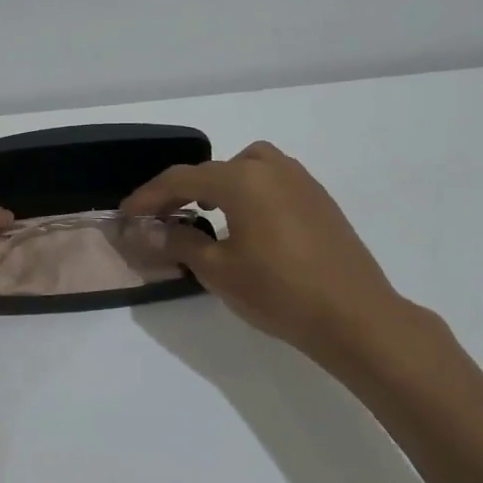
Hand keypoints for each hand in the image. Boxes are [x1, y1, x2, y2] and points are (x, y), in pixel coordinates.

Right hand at [122, 141, 422, 371]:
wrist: (355, 316)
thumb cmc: (280, 292)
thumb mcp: (218, 271)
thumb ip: (179, 243)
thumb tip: (148, 231)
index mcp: (243, 180)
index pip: (181, 179)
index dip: (148, 197)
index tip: (126, 214)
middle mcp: (271, 168)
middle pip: (213, 169)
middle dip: (181, 190)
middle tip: (161, 217)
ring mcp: (300, 180)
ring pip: (247, 167)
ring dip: (219, 184)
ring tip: (206, 213)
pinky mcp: (319, 199)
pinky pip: (271, 180)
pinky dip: (248, 191)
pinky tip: (246, 223)